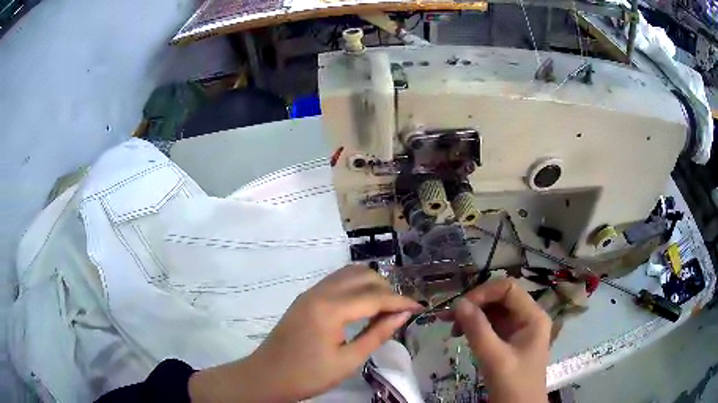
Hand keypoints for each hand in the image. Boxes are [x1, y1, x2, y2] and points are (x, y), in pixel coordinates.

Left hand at [189, 265, 420, 402]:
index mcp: (330, 309)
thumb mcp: (348, 361)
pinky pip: (336, 281)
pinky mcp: (305, 298)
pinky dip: (355, 287)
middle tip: (399, 312)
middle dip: (386, 290)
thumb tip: (402, 315)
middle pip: (363, 276)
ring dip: (370, 285)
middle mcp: (320, 292)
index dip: (400, 301)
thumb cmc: (308, 375)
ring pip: (348, 273)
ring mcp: (310, 292)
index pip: (375, 296)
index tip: (420, 307)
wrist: (267, 376)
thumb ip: (377, 334)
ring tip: (383, 308)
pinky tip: (361, 306)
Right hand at [447, 279, 551, 402]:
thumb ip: (477, 329)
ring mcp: (519, 329)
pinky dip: (476, 326)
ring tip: (452, 328)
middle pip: (501, 298)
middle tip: (449, 317)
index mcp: (533, 316)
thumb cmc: (513, 384)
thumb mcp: (494, 358)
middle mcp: (528, 317)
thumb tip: (458, 303)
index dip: (483, 293)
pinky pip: (492, 325)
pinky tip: (462, 334)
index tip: (460, 307)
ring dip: (473, 315)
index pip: (508, 289)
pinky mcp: (509, 341)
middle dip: (475, 304)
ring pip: (494, 311)